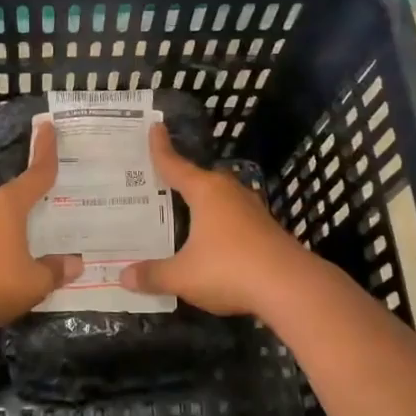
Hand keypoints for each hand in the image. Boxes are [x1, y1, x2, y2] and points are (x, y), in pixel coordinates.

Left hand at [0, 122, 80, 331]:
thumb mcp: (33, 282)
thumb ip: (54, 271)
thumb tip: (75, 263)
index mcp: (9, 205)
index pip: (36, 173)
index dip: (45, 150)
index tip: (47, 125)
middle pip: (2, 185)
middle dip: (11, 177)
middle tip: (27, 175)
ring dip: (1, 211)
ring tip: (20, 217)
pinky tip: (2, 251)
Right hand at [120, 124, 312, 316]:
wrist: (291, 287)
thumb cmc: (230, 269)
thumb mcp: (183, 276)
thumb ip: (154, 275)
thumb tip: (124, 276)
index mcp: (206, 192)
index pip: (175, 165)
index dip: (161, 149)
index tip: (155, 127)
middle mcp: (230, 193)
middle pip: (201, 179)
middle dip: (182, 179)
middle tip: (160, 181)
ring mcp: (253, 210)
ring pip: (221, 199)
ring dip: (204, 204)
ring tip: (185, 211)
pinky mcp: (267, 230)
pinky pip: (235, 219)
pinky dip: (220, 224)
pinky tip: (213, 239)